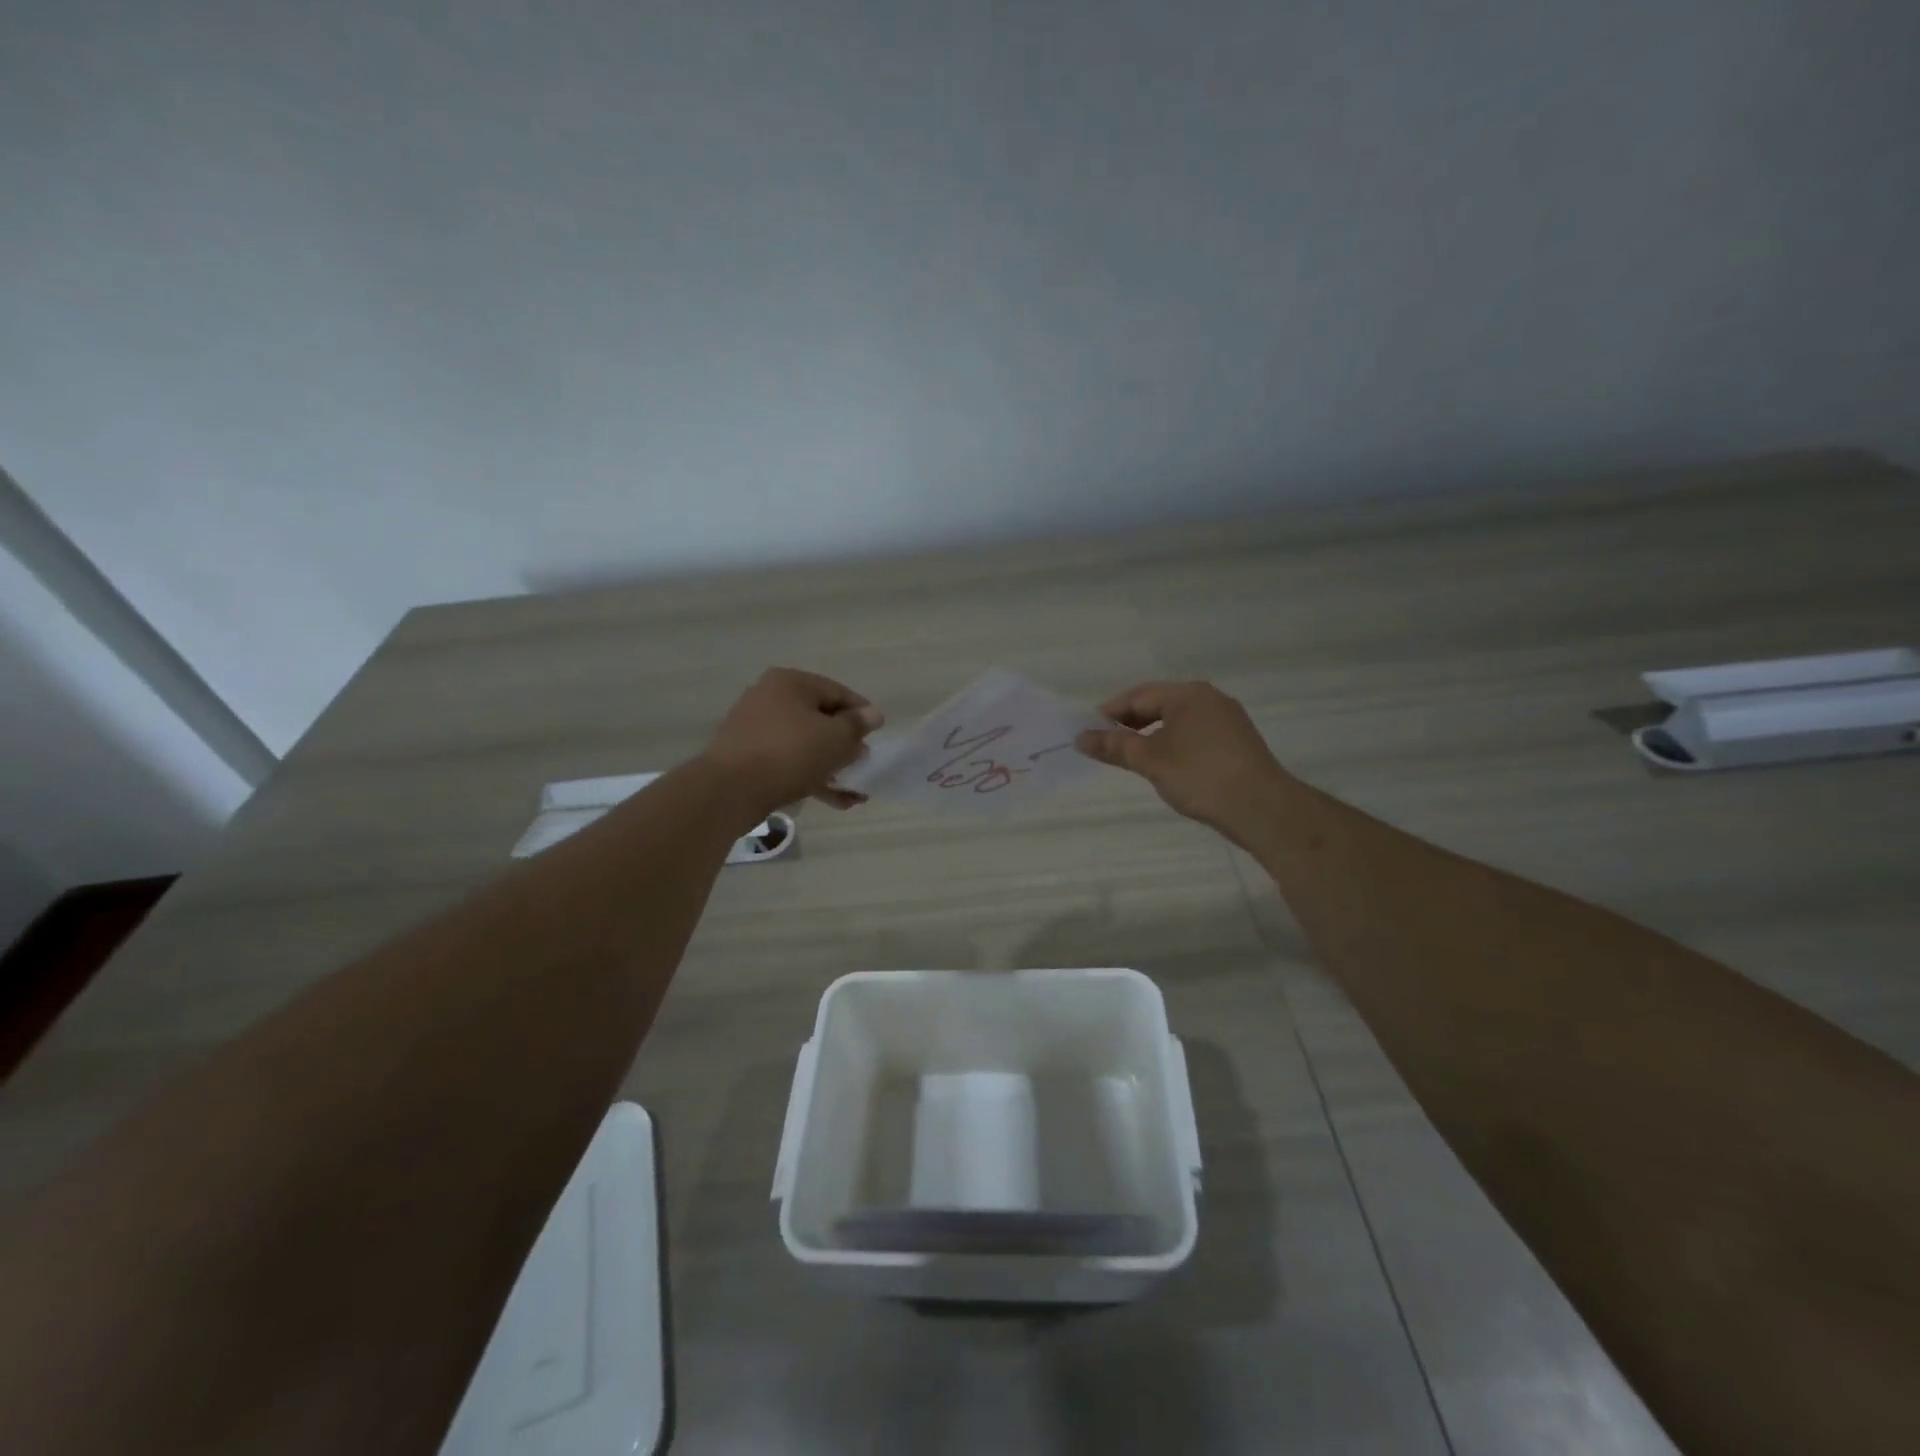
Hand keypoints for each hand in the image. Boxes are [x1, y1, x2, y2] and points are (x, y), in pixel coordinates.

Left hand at [700, 668, 883, 820]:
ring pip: (804, 744)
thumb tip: (873, 714)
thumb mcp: (834, 738)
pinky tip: (833, 800)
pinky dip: (810, 776)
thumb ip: (857, 725)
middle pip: (819, 718)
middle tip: (863, 763)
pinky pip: (788, 761)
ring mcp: (755, 728)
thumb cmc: (789, 753)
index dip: (862, 713)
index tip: (878, 735)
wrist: (730, 790)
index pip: (837, 691)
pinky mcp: (748, 757)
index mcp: (790, 683)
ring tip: (854, 791)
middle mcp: (769, 698)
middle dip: (845, 744)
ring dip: (831, 766)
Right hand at [1076, 681, 1284, 835]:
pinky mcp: (1237, 742)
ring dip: (1151, 735)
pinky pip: (1195, 734)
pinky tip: (1166, 765)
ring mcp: (1227, 720)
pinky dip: (1173, 744)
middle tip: (1106, 745)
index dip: (1109, 713)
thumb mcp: (1150, 761)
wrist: (1262, 808)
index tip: (1088, 732)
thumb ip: (1114, 746)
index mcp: (1188, 694)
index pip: (1138, 695)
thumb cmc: (1200, 776)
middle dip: (1130, 723)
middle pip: (1159, 704)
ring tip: (1132, 758)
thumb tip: (1080, 738)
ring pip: (1178, 721)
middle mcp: (1210, 699)